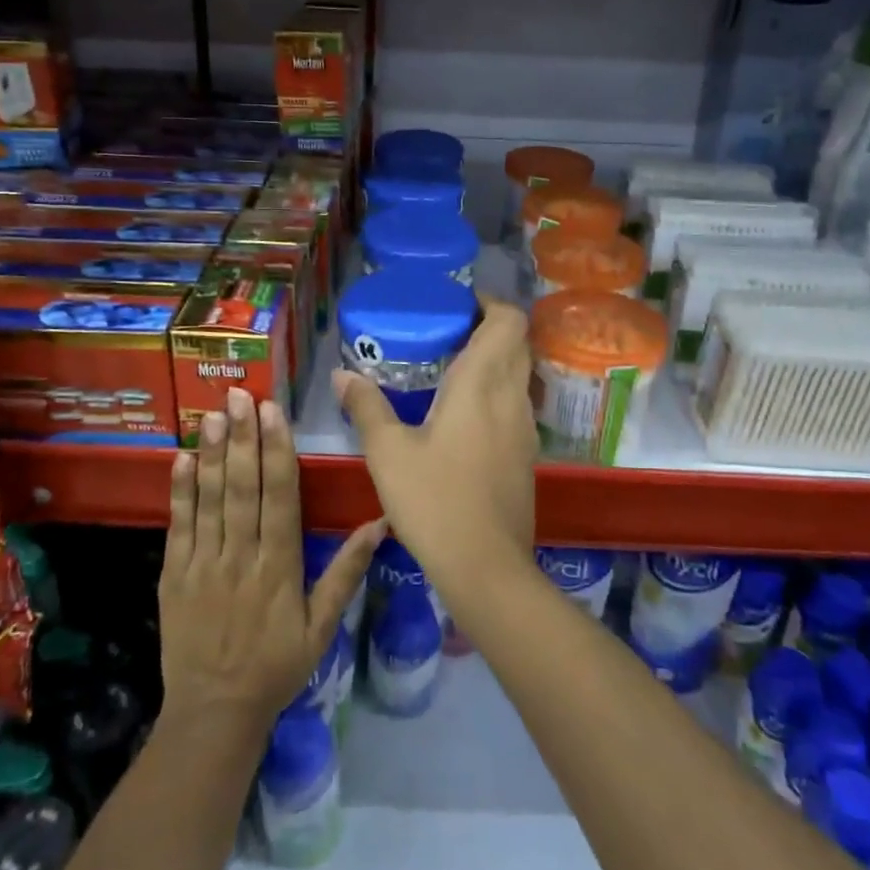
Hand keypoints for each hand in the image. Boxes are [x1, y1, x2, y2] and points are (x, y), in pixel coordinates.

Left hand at [159, 387, 383, 737]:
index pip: (280, 496)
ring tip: (211, 414)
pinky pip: (178, 526)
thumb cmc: (276, 667)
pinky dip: (180, 491)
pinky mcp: (174, 575)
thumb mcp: (322, 627)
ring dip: (211, 453)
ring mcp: (203, 563)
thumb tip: (380, 524)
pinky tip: (181, 458)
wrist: (214, 713)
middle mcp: (241, 556)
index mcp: (279, 566)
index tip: (274, 413)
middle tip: (239, 396)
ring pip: (210, 498)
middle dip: (242, 437)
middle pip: (243, 487)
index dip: (277, 451)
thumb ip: (347, 572)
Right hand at [333, 294, 539, 606]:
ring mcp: (525, 427)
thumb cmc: (434, 500)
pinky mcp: (527, 454)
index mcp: (482, 383)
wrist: (486, 567)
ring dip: (494, 359)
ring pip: (519, 373)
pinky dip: (496, 390)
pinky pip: (515, 403)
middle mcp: (512, 396)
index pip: (509, 321)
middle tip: (446, 331)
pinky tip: (462, 414)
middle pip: (517, 342)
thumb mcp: (387, 452)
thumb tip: (342, 375)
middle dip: (488, 327)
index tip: (458, 303)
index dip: (490, 303)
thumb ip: (366, 407)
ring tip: (450, 367)